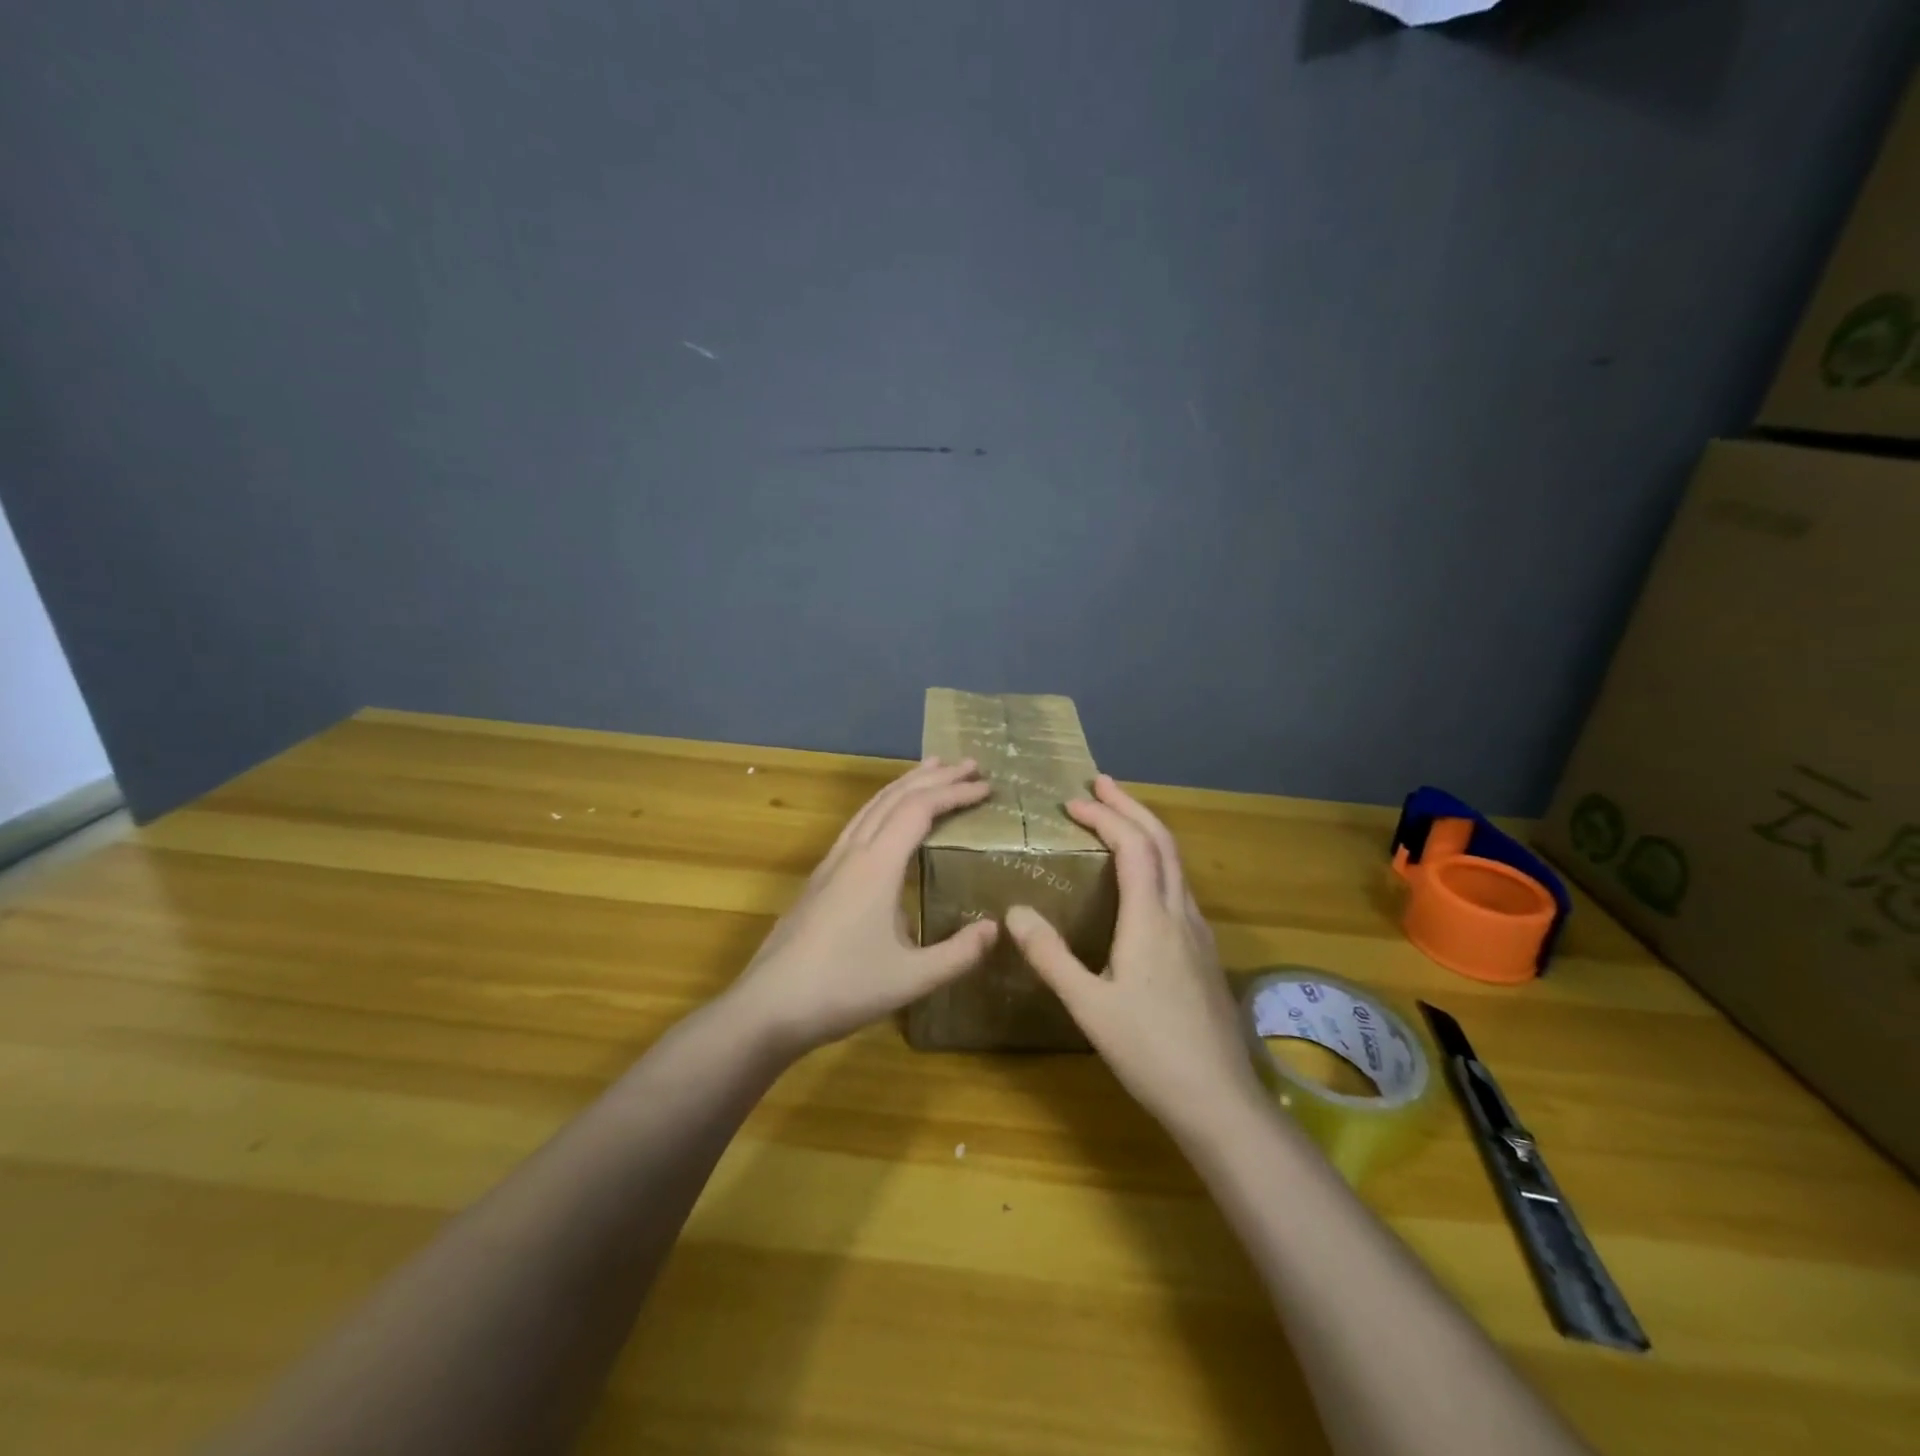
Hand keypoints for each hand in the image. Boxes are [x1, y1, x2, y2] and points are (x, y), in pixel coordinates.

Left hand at [728, 757, 1000, 1057]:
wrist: (768, 1006)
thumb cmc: (842, 989)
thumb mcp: (911, 979)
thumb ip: (959, 954)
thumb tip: (996, 927)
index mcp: (877, 866)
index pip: (920, 810)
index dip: (954, 793)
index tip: (986, 787)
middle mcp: (853, 853)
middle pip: (895, 798)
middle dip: (934, 777)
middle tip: (969, 765)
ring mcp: (831, 864)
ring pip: (871, 806)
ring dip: (905, 784)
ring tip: (931, 771)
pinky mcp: (819, 879)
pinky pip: (857, 824)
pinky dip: (883, 806)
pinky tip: (887, 819)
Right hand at [1006, 775, 1261, 1133]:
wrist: (1219, 1099)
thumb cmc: (1149, 1051)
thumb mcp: (1088, 1005)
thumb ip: (1050, 956)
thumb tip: (1014, 911)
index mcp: (1150, 919)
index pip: (1132, 845)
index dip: (1104, 816)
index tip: (1072, 801)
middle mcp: (1179, 913)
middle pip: (1162, 841)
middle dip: (1130, 806)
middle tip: (1101, 783)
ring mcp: (1198, 932)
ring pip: (1176, 862)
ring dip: (1146, 830)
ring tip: (1117, 819)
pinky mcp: (1204, 952)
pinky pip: (1179, 886)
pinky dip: (1156, 860)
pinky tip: (1141, 881)